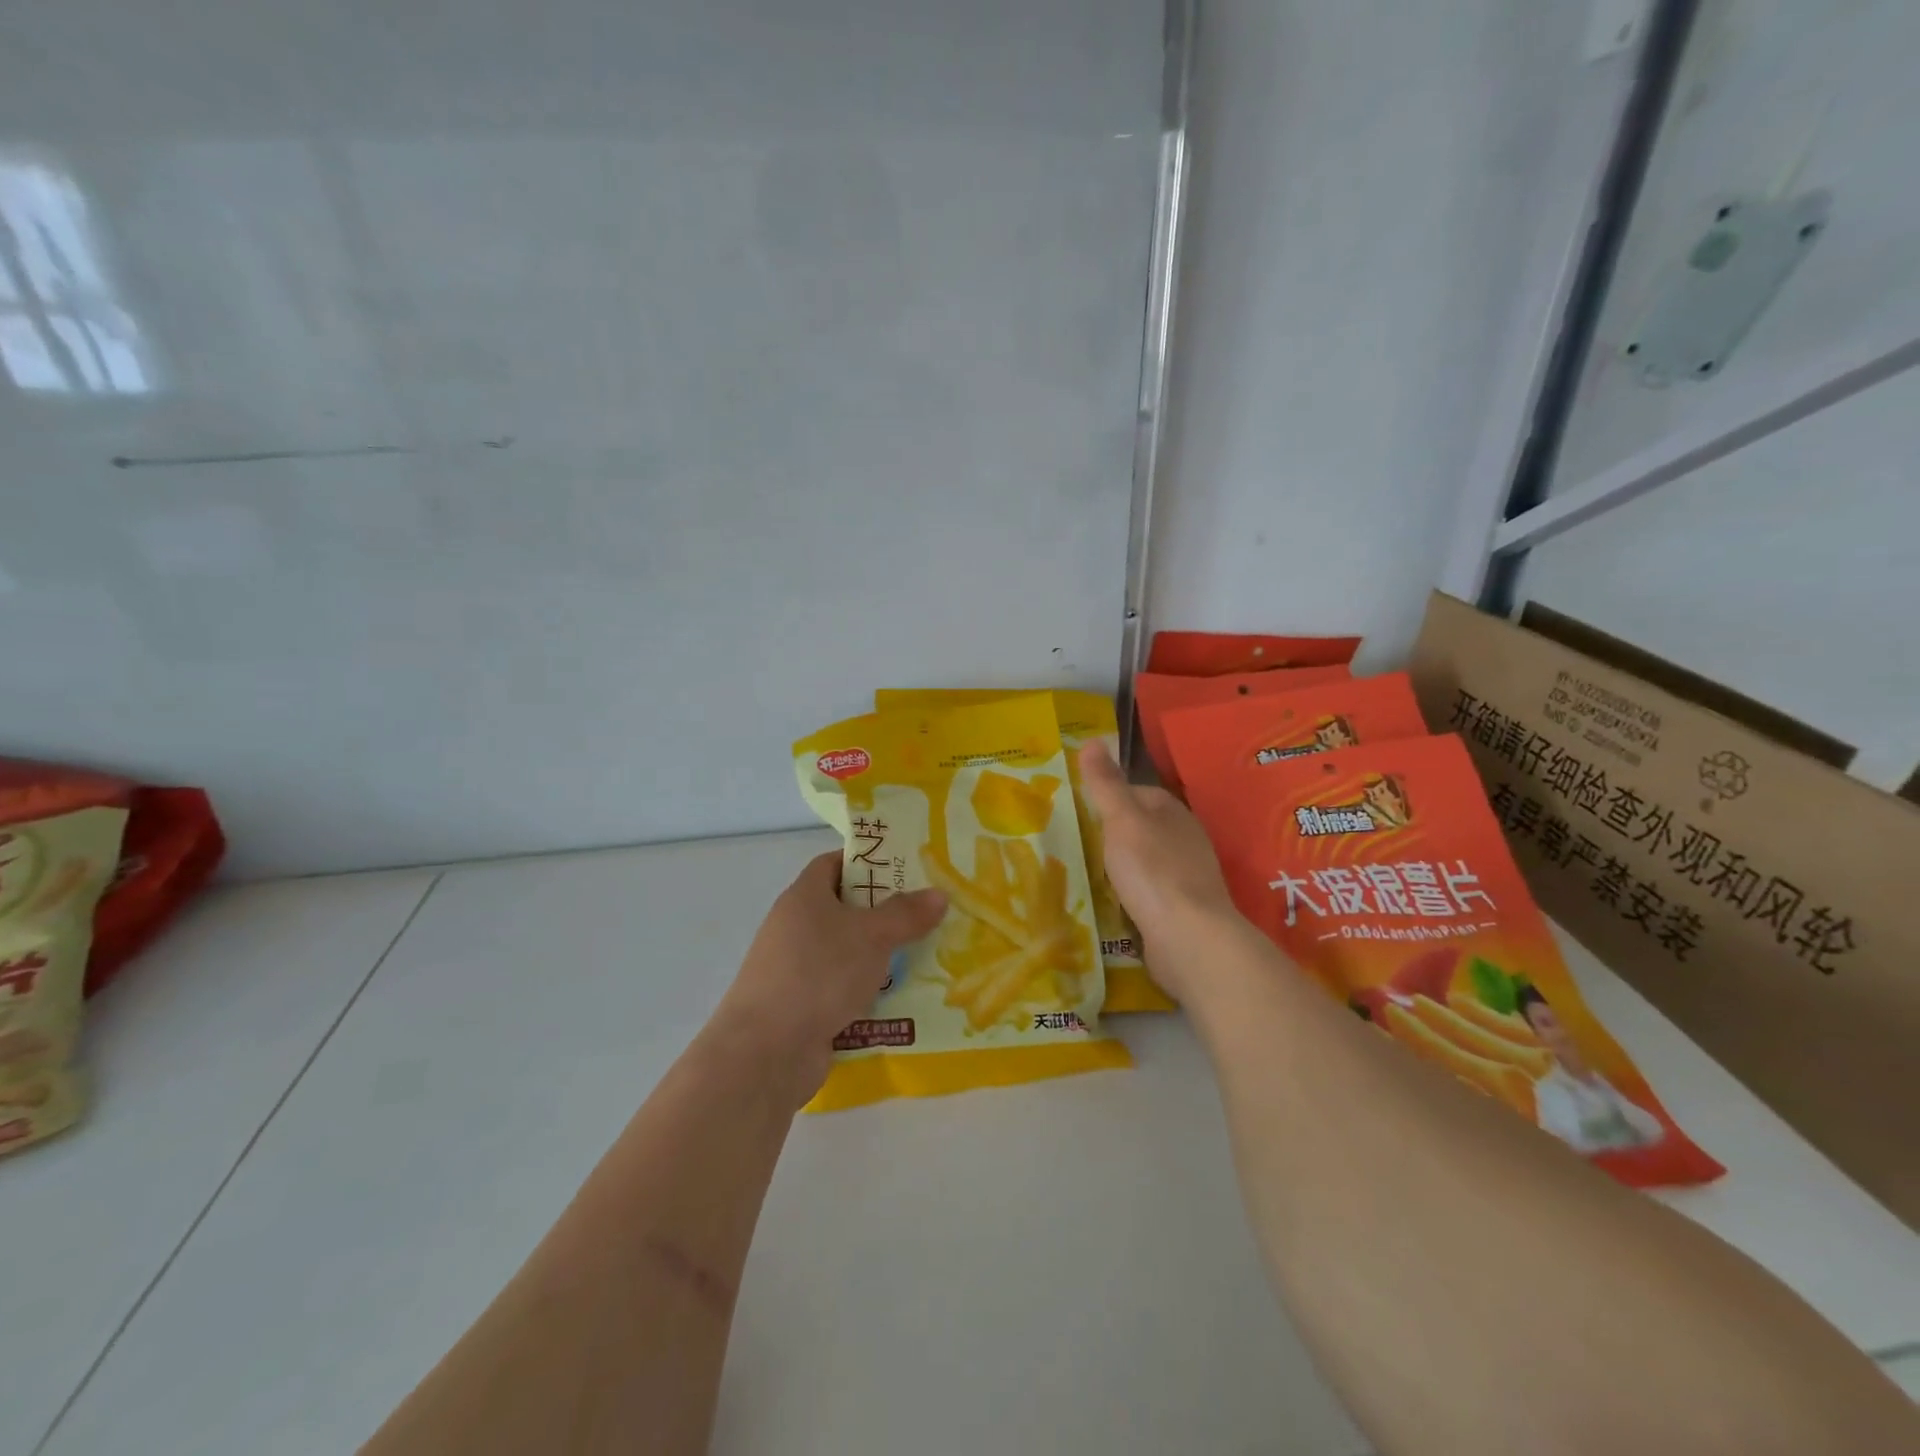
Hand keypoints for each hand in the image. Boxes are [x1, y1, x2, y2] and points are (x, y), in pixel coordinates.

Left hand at [711, 851, 946, 1105]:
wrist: (766, 1052)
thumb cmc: (818, 974)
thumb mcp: (871, 936)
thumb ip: (906, 914)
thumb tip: (939, 894)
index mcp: (804, 897)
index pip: (834, 864)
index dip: (868, 862)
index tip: (906, 869)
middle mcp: (795, 928)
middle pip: (844, 909)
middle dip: (885, 913)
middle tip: (927, 915)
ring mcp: (796, 970)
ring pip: (847, 953)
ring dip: (880, 957)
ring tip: (926, 956)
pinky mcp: (802, 1007)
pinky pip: (843, 989)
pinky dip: (868, 992)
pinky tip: (903, 999)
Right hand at [1078, 740, 1235, 999]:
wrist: (1187, 937)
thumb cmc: (1152, 869)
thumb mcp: (1121, 819)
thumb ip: (1106, 783)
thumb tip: (1093, 740)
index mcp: (1173, 812)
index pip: (1138, 793)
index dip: (1110, 798)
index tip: (1079, 809)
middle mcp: (1185, 840)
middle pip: (1142, 829)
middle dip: (1113, 835)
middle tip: (1076, 844)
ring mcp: (1186, 877)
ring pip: (1145, 863)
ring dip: (1120, 868)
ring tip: (1086, 874)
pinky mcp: (1181, 910)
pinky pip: (1148, 894)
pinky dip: (1130, 896)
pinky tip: (1110, 905)